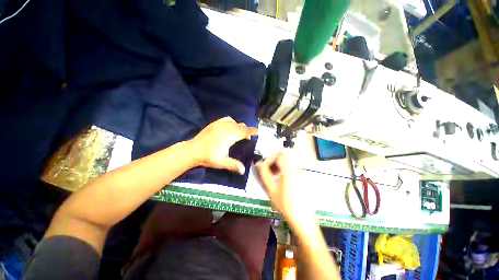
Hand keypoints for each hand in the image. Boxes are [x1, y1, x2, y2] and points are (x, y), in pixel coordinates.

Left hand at [189, 117, 257, 173]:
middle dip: (247, 130)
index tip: (257, 132)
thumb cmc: (208, 157)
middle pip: (241, 126)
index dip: (252, 131)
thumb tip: (243, 170)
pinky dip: (233, 122)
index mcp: (229, 137)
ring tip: (240, 133)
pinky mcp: (215, 123)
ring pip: (235, 122)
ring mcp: (219, 124)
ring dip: (240, 126)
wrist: (193, 150)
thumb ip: (233, 165)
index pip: (244, 131)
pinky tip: (231, 127)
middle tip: (249, 136)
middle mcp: (226, 129)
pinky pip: (227, 119)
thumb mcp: (221, 162)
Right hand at [256, 151, 314, 224]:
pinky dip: (285, 169)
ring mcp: (301, 172)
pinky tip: (282, 180)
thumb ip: (264, 173)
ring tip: (275, 176)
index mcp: (289, 171)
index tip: (265, 166)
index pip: (279, 154)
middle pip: (284, 155)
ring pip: (288, 160)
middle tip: (269, 171)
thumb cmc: (285, 205)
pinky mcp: (303, 176)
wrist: (303, 218)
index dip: (270, 158)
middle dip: (274, 161)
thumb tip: (258, 163)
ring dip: (279, 165)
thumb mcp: (271, 189)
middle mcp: (297, 168)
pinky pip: (292, 166)